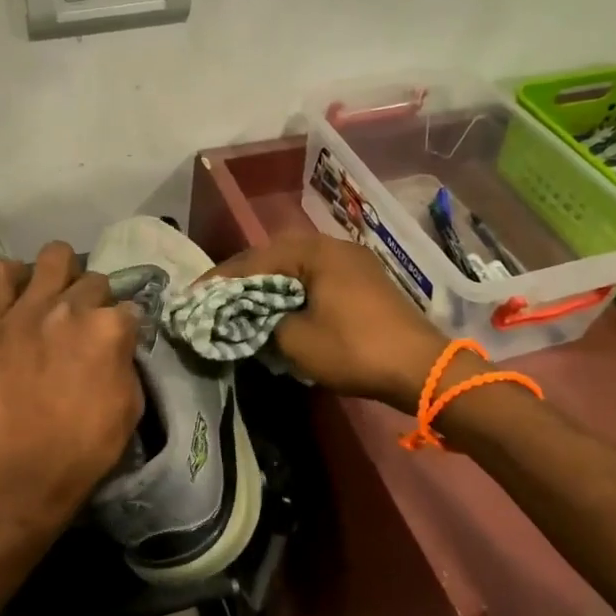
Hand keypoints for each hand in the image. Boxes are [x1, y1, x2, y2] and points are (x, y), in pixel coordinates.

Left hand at [0, 242, 144, 534]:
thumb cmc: (87, 445)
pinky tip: (16, 296)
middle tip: (82, 327)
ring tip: (53, 299)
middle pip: (94, 280)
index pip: (129, 307)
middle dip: (94, 301)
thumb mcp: (132, 404)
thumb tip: (118, 341)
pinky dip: (9, 278)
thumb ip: (127, 359)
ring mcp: (28, 308)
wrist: (26, 468)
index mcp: (110, 328)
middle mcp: (72, 307)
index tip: (115, 344)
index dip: (124, 327)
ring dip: (60, 275)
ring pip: (54, 256)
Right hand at [208, 231, 447, 412]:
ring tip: (241, 301)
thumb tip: (249, 319)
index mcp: (313, 252)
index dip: (220, 280)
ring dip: (268, 282)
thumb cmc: (354, 349)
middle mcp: (332, 246)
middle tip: (214, 297)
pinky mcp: (364, 280)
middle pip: (274, 256)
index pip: (253, 260)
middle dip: (242, 277)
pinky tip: (280, 305)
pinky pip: (315, 276)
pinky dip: (292, 288)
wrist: (422, 369)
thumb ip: (262, 323)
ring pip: (296, 265)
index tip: (192, 296)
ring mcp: (352, 261)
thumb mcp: (296, 341)